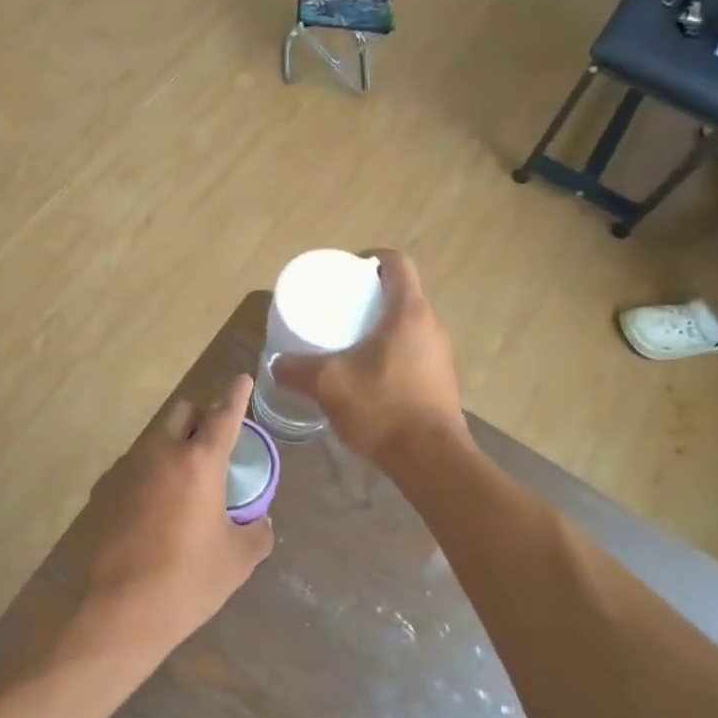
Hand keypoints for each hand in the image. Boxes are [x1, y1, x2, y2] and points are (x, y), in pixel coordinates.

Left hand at [66, 374, 273, 662]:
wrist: (118, 612)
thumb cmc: (188, 581)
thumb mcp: (238, 560)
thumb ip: (257, 531)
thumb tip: (259, 521)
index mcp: (199, 462)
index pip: (224, 415)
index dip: (237, 395)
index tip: (243, 378)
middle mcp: (161, 454)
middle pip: (182, 413)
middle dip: (202, 417)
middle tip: (217, 444)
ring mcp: (127, 471)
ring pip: (156, 439)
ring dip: (176, 445)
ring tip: (190, 481)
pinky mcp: (105, 492)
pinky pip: (137, 467)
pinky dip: (154, 472)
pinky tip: (159, 508)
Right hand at [273, 251, 466, 467]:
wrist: (430, 459)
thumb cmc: (382, 407)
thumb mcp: (329, 384)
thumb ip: (298, 370)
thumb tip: (276, 365)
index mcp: (409, 312)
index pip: (396, 263)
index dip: (372, 258)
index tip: (347, 271)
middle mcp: (431, 326)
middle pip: (402, 294)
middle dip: (370, 296)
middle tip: (339, 308)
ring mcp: (440, 355)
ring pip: (408, 326)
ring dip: (381, 327)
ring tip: (348, 341)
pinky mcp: (440, 382)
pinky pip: (413, 353)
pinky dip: (390, 353)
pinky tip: (367, 375)